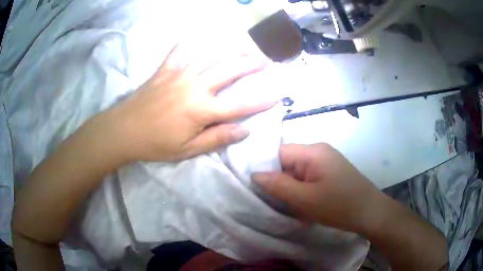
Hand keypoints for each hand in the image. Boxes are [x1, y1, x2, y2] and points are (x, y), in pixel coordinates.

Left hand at [103, 43, 276, 161]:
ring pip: (210, 58)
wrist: (123, 130)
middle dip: (249, 64)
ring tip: (244, 45)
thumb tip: (244, 131)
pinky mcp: (165, 70)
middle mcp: (194, 87)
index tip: (277, 95)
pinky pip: (179, 52)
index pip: (239, 105)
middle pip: (228, 72)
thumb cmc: (155, 143)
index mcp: (201, 110)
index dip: (260, 102)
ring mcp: (179, 75)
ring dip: (229, 51)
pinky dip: (189, 43)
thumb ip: (216, 139)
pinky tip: (197, 35)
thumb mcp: (188, 150)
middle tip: (265, 58)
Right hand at [252, 143, 381, 232]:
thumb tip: (254, 174)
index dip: (267, 169)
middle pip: (288, 162)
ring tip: (293, 207)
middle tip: (277, 202)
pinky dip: (303, 191)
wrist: (370, 213)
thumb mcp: (305, 199)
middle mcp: (319, 151)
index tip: (260, 189)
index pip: (279, 153)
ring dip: (292, 189)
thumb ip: (278, 185)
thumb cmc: (338, 205)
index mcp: (313, 151)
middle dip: (281, 182)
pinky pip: (309, 178)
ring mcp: (326, 161)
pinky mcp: (331, 172)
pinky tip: (306, 205)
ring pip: (298, 172)